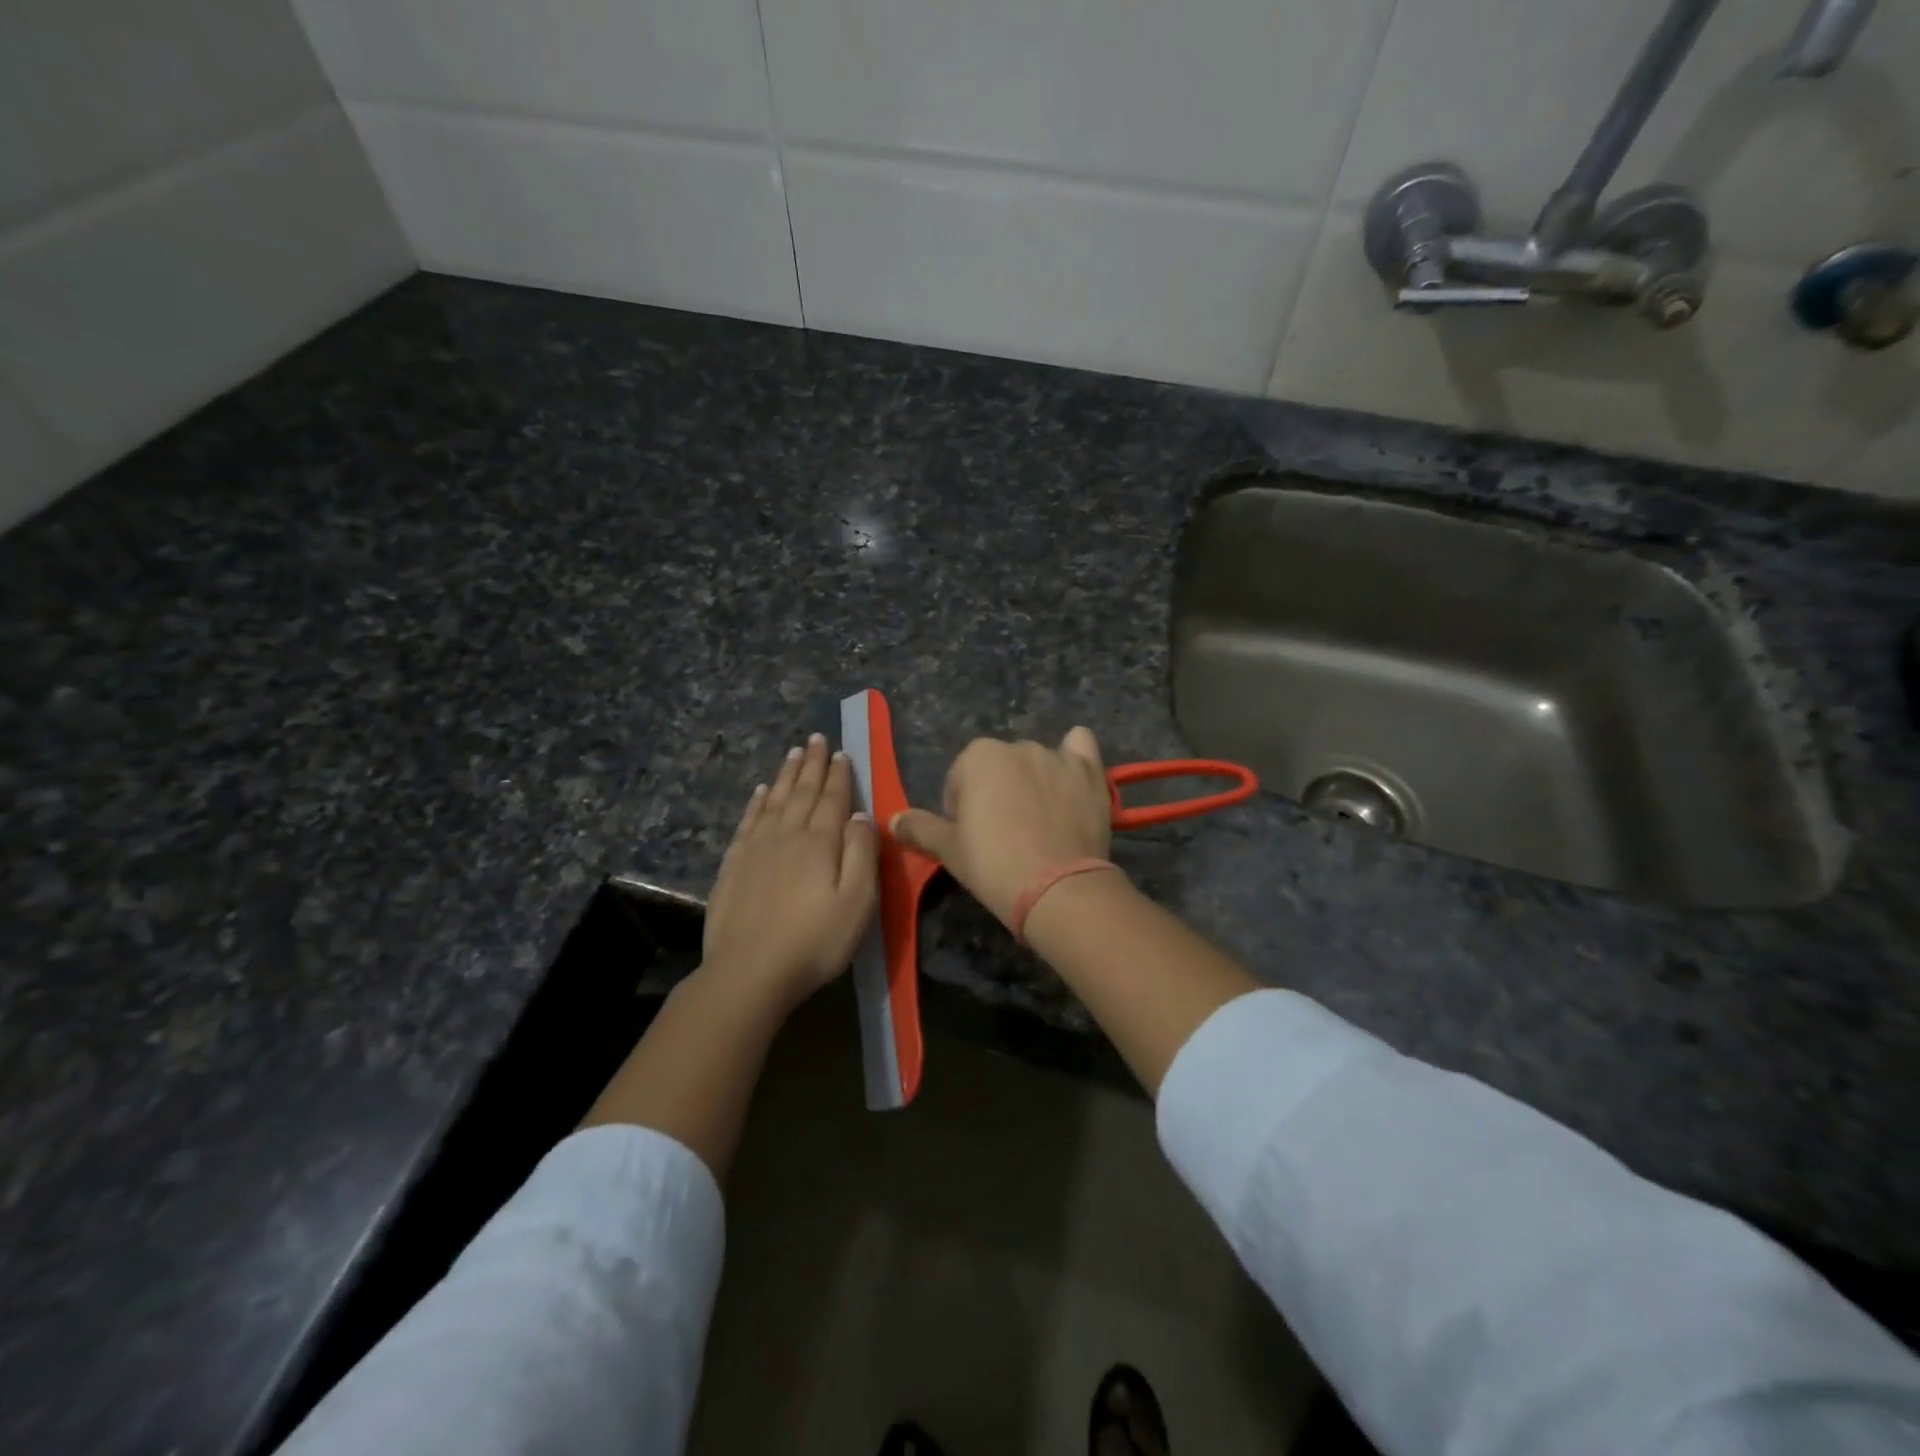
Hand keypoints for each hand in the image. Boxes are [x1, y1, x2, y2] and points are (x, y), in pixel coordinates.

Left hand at [703, 734, 878, 1010]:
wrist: (749, 973)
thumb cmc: (814, 941)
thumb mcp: (857, 902)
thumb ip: (862, 854)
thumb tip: (861, 815)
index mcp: (820, 842)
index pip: (833, 799)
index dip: (839, 775)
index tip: (842, 752)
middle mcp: (787, 834)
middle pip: (802, 792)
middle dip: (812, 765)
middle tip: (816, 739)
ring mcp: (756, 848)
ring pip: (774, 800)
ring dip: (786, 776)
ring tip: (793, 754)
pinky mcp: (733, 865)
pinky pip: (748, 821)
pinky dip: (757, 802)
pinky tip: (760, 792)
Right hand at [890, 727, 1111, 925]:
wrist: (1057, 888)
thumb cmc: (993, 864)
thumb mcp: (947, 850)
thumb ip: (919, 828)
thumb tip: (893, 819)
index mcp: (978, 756)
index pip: (960, 779)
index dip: (961, 810)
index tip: (972, 839)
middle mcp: (1018, 746)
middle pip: (999, 769)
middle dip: (998, 793)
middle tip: (1004, 836)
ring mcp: (1058, 757)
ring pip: (1038, 762)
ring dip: (1034, 782)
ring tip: (1040, 824)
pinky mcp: (1090, 772)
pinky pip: (1081, 748)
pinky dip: (1074, 758)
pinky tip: (1071, 780)